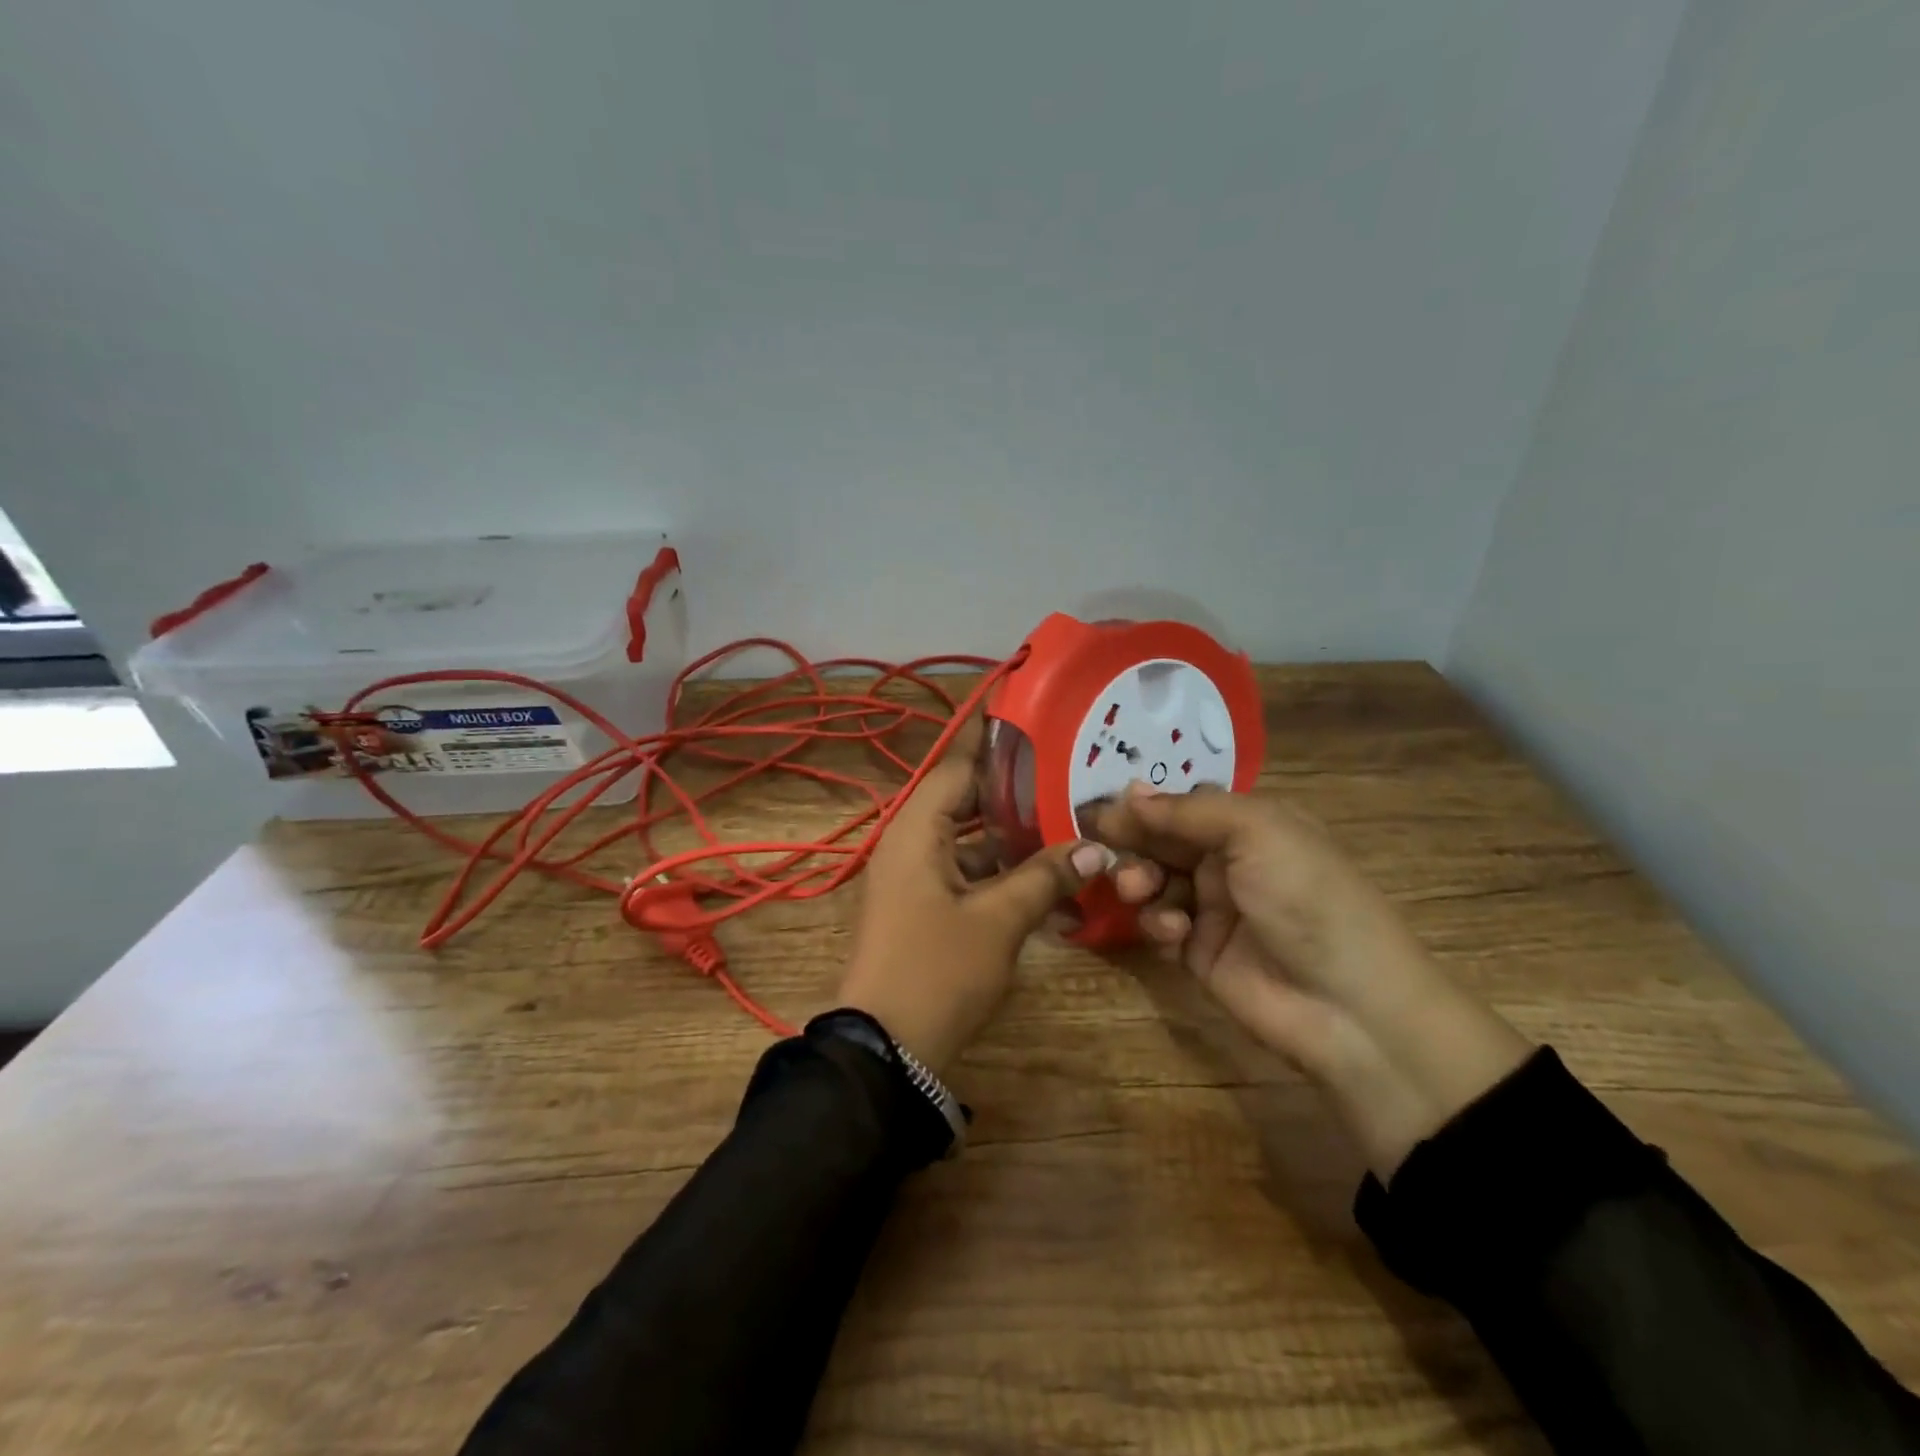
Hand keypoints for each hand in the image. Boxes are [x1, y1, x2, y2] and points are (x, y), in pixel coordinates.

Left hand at [838, 726, 1113, 1076]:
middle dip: (1013, 787)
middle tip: (1066, 768)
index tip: (1028, 710)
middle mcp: (910, 843)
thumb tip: (1095, 848)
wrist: (886, 1051)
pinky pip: (964, 871)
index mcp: (916, 830)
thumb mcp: (998, 921)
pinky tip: (1044, 874)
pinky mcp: (923, 906)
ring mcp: (914, 877)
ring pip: (968, 838)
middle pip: (964, 798)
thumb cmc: (937, 971)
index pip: (957, 764)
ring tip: (1066, 816)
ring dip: (1010, 832)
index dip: (992, 738)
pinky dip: (999, 869)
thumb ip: (1044, 877)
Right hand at [1088, 783, 1531, 1178]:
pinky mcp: (1200, 953)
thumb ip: (1189, 811)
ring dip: (1138, 880)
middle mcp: (1230, 861)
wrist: (1348, 1005)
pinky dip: (1158, 923)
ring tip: (1136, 890)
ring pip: (1154, 881)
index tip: (1099, 808)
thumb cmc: (1307, 898)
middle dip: (1133, 842)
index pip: (1184, 804)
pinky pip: (1161, 925)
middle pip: (1163, 841)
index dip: (1143, 805)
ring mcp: (1214, 909)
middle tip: (1098, 847)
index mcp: (1251, 825)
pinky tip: (1172, 932)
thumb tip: (1129, 791)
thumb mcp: (1258, 832)